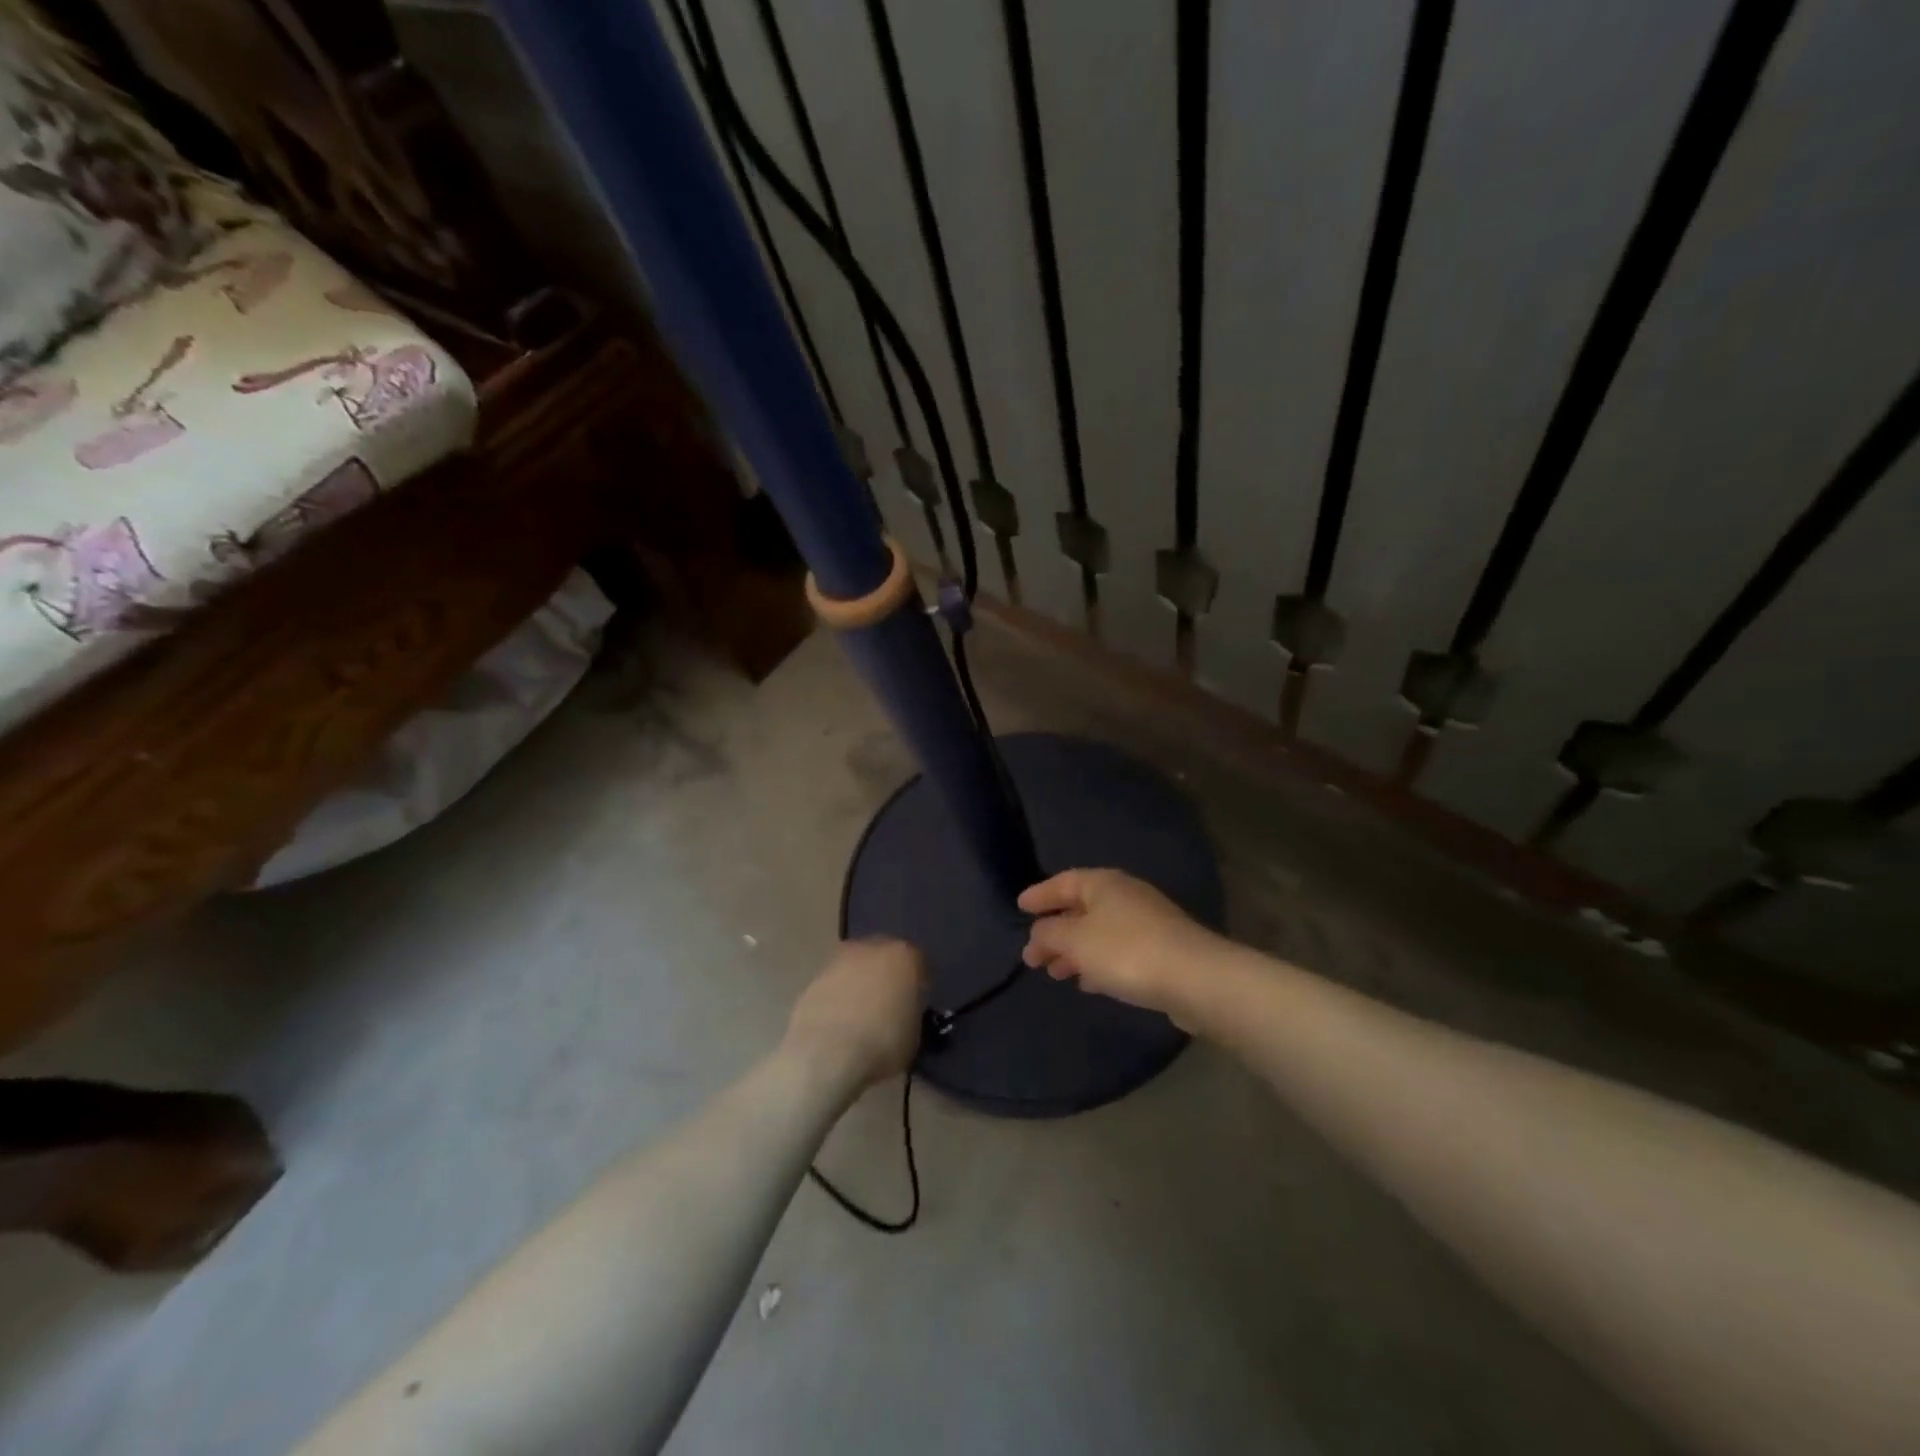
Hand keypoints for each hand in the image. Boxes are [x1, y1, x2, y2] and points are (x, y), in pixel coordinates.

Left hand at [783, 938, 926, 1089]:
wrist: (827, 1053)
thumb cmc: (882, 1042)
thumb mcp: (914, 1034)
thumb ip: (911, 1013)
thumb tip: (903, 1013)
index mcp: (904, 956)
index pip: (918, 964)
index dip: (917, 986)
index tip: (915, 1006)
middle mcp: (871, 948)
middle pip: (884, 959)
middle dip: (886, 978)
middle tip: (887, 1007)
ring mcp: (838, 960)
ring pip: (856, 969)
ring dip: (859, 986)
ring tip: (859, 1018)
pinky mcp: (813, 978)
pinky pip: (834, 986)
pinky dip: (837, 999)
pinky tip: (838, 1024)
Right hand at [1019, 869, 1222, 1017]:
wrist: (1195, 978)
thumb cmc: (1126, 951)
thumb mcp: (1076, 941)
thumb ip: (1049, 934)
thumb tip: (1038, 932)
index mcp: (1103, 884)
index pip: (1063, 882)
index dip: (1040, 894)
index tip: (1019, 907)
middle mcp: (1124, 896)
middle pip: (1080, 909)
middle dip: (1054, 931)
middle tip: (1032, 955)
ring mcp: (1146, 922)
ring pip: (1098, 932)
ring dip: (1074, 951)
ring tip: (1055, 974)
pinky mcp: (1160, 950)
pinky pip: (1117, 951)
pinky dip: (1097, 963)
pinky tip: (1088, 983)